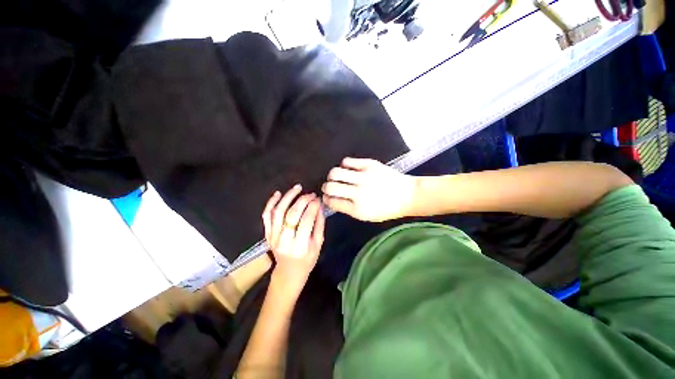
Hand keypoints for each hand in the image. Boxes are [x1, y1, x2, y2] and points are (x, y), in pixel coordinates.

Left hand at [262, 185, 324, 299]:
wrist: (289, 272)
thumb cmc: (307, 260)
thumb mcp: (319, 244)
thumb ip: (319, 224)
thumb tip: (319, 206)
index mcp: (300, 246)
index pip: (306, 220)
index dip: (313, 207)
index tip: (318, 199)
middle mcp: (284, 241)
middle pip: (292, 214)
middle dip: (303, 200)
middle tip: (311, 194)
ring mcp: (273, 237)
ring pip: (278, 212)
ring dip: (288, 197)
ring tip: (297, 188)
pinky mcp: (267, 234)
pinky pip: (266, 216)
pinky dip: (271, 203)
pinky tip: (278, 194)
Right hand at [321, 157, 416, 221]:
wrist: (407, 195)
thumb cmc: (387, 209)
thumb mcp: (367, 216)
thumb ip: (348, 209)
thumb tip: (333, 199)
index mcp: (358, 209)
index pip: (333, 202)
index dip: (326, 199)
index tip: (326, 196)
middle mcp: (359, 193)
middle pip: (330, 187)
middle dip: (326, 187)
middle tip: (329, 186)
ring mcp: (364, 177)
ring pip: (336, 172)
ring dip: (332, 175)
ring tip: (337, 177)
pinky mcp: (370, 165)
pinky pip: (347, 161)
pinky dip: (344, 165)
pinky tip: (348, 168)